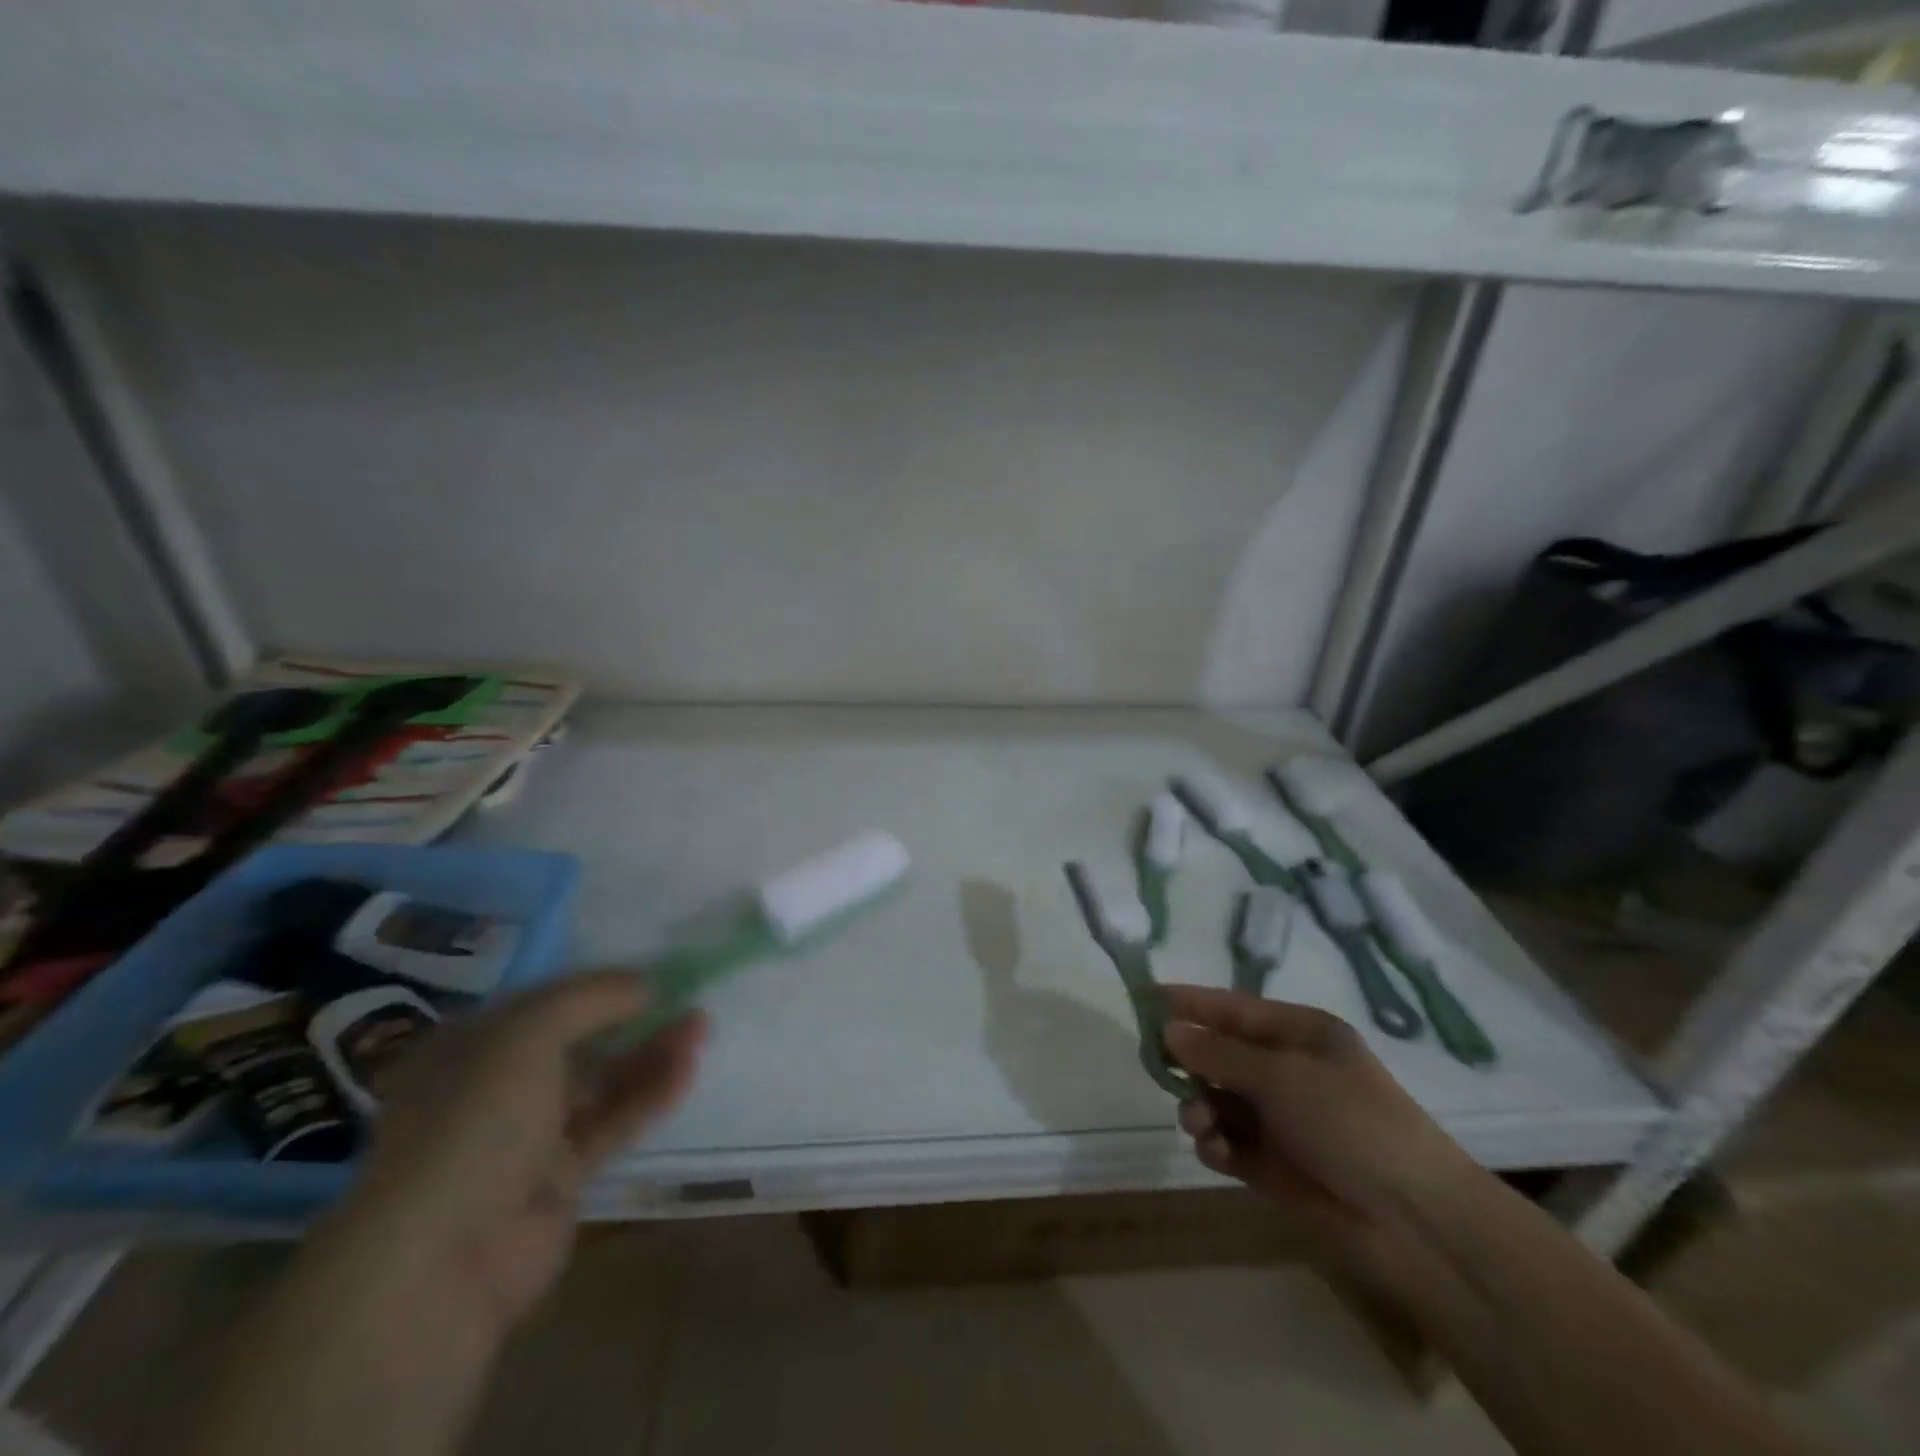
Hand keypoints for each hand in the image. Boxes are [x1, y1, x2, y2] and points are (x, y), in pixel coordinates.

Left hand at [339, 973, 705, 1331]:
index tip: (648, 973)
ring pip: (601, 1082)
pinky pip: (613, 1124)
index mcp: (469, 1048)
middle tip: (686, 999)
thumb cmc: (474, 1123)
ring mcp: (527, 1136)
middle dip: (633, 1018)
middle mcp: (495, 1087)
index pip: (543, 1003)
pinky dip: (649, 1096)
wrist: (442, 1262)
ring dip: (650, 1054)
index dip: (596, 986)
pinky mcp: (560, 1177)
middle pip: (579, 1041)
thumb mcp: (527, 1035)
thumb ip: (591, 998)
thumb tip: (644, 982)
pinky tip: (686, 1071)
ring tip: (700, 1028)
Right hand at [1162, 985, 1475, 1278]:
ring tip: (1198, 1121)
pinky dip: (1214, 1144)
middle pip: (1220, 1054)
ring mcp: (1281, 1120)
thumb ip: (1219, 1053)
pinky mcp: (1273, 1165)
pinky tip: (1215, 1149)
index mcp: (1300, 1035)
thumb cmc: (1350, 1121)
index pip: (1234, 1008)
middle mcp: (1287, 1071)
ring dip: (1199, 1106)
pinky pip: (1228, 1142)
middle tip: (1158, 1067)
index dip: (1192, 1002)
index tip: (1146, 997)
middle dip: (1190, 1061)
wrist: (1412, 1221)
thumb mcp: (1281, 1074)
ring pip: (1217, 1100)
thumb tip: (1169, 1030)